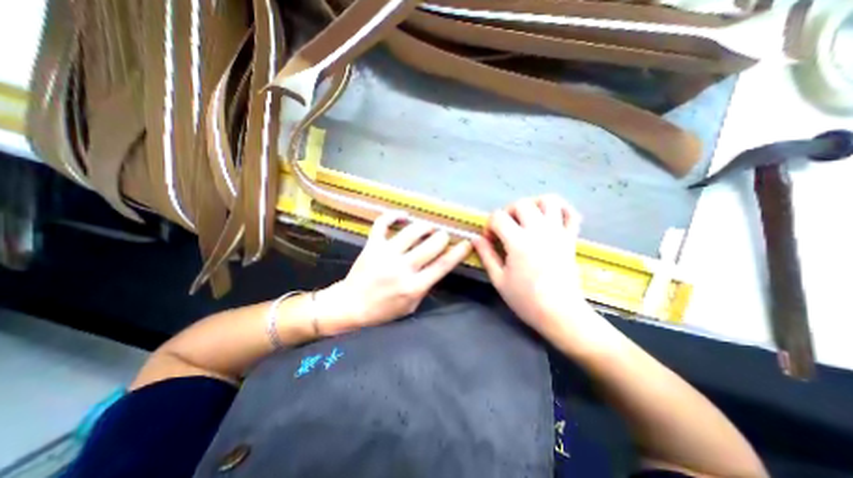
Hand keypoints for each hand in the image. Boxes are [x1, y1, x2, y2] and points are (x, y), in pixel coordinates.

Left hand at [319, 211, 469, 332]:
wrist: (350, 305)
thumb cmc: (383, 310)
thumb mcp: (411, 306)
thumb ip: (426, 286)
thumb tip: (438, 265)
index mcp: (414, 286)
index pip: (443, 265)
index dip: (458, 252)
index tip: (467, 242)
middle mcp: (402, 268)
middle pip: (432, 245)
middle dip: (442, 237)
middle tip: (443, 237)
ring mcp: (386, 254)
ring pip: (412, 231)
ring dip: (425, 226)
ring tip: (428, 227)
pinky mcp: (372, 245)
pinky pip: (383, 223)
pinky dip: (394, 215)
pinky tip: (404, 216)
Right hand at [477, 197, 608, 348]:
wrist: (560, 313)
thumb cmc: (526, 299)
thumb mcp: (499, 279)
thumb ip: (486, 255)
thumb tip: (476, 238)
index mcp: (518, 242)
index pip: (498, 217)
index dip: (489, 225)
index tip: (490, 240)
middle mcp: (538, 231)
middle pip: (521, 204)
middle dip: (508, 212)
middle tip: (506, 228)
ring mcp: (558, 232)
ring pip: (548, 201)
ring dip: (534, 204)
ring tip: (527, 218)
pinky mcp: (571, 238)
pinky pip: (571, 214)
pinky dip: (562, 209)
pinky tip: (551, 218)